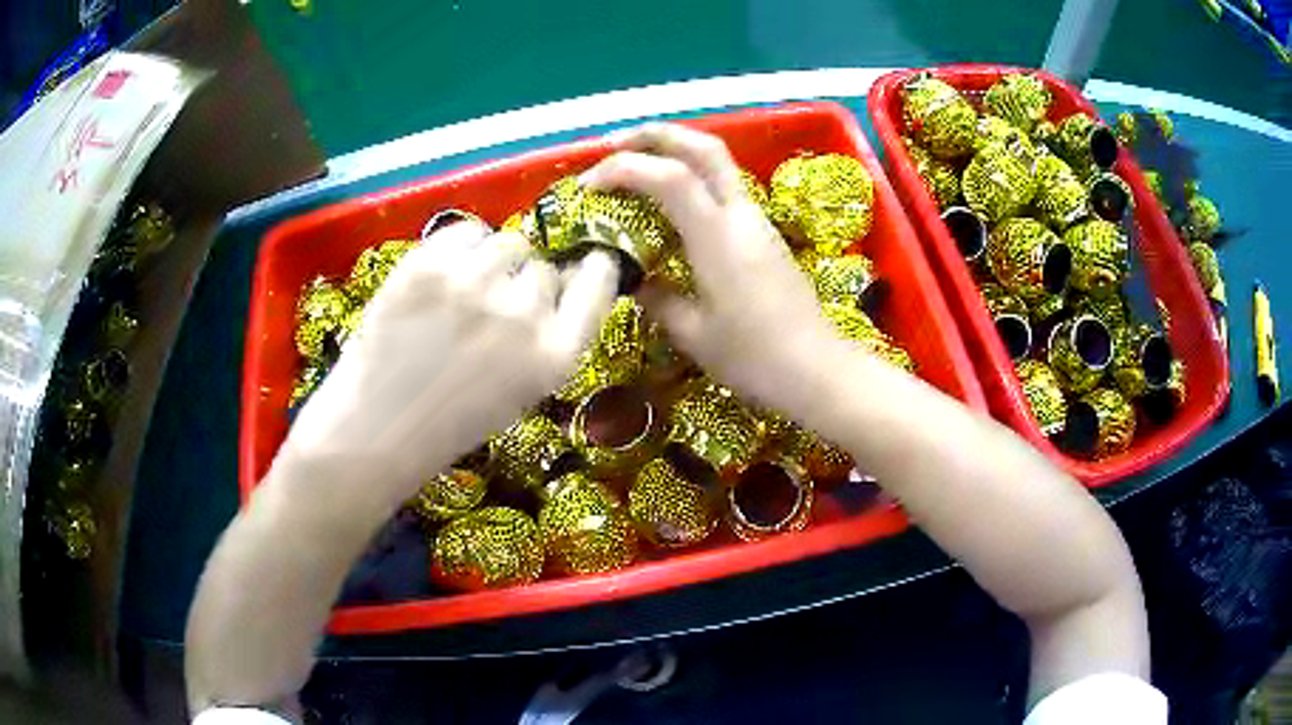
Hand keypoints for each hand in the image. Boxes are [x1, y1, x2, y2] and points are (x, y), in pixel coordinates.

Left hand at [285, 221, 618, 499]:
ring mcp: (473, 286)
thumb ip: (543, 341)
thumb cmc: (444, 427)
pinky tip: (441, 276)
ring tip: (461, 291)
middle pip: (543, 268)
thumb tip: (554, 286)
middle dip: (524, 283)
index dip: (592, 271)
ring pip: (506, 243)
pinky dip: (459, 247)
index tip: (588, 261)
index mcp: (553, 358)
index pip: (595, 288)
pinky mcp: (429, 267)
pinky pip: (465, 231)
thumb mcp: (517, 394)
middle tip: (490, 307)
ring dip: (492, 261)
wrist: (374, 433)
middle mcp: (522, 316)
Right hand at [581, 124, 847, 415]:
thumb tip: (634, 280)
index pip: (669, 176)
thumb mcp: (694, 335)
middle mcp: (741, 215)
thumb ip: (658, 299)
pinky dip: (692, 178)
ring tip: (636, 166)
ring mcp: (757, 221)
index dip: (624, 168)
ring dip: (675, 151)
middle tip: (614, 143)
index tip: (588, 185)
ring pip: (718, 163)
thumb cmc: (755, 357)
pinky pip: (724, 188)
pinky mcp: (764, 234)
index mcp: (718, 237)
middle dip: (656, 135)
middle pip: (704, 147)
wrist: (817, 370)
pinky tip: (669, 203)